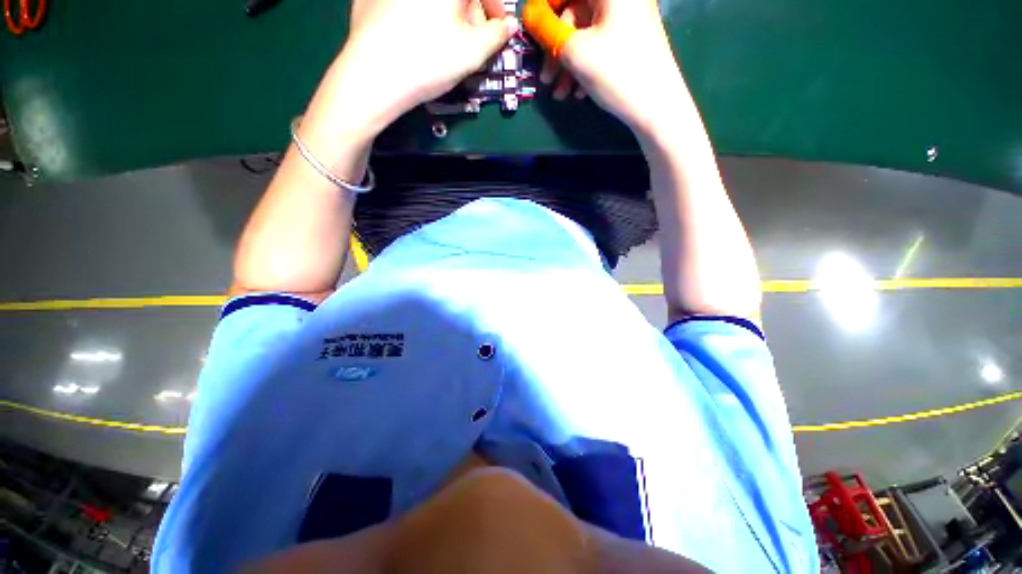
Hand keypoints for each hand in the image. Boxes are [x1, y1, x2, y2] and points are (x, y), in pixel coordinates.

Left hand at [334, 0, 519, 132]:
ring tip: (445, 44)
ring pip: (432, 0)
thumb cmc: (430, 61)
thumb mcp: (473, 52)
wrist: (374, 76)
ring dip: (446, 15)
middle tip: (472, 43)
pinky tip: (418, 39)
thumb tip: (508, 24)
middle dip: (470, 14)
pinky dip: (419, 15)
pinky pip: (407, 4)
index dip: (495, 7)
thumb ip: (497, 35)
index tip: (499, 29)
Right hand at [523, 0, 684, 132]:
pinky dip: (585, 66)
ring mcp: (629, 20)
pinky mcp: (632, 41)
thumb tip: (529, 13)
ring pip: (586, 34)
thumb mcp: (575, 51)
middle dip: (556, 48)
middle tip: (546, 78)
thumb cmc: (617, 73)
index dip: (546, 7)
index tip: (532, 31)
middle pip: (576, 13)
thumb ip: (546, 29)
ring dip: (568, 64)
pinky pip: (600, 46)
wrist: (658, 108)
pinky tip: (578, 91)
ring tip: (560, 93)